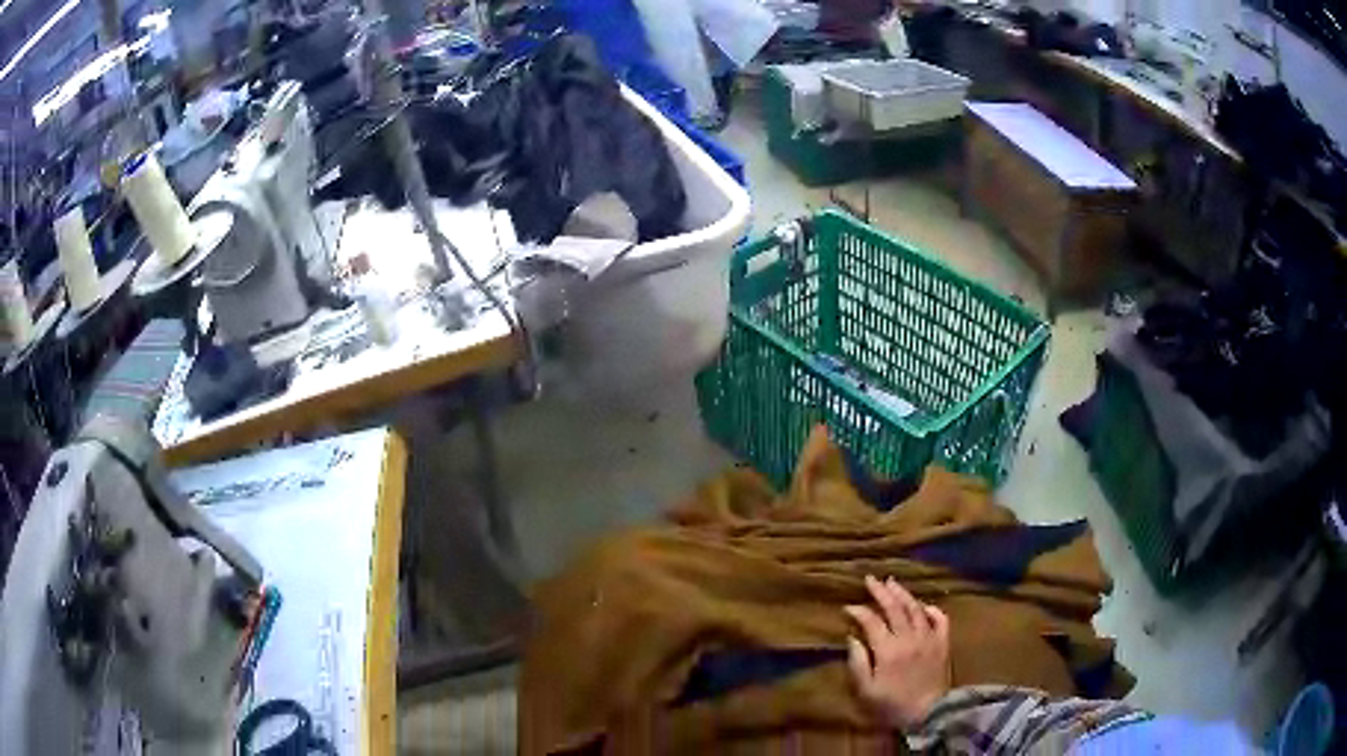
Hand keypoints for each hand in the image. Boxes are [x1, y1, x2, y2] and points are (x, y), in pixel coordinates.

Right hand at [845, 575, 950, 731]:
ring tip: (892, 583)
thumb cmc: (892, 705)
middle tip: (870, 579)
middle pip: (895, 608)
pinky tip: (923, 605)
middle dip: (881, 592)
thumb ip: (858, 663)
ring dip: (903, 594)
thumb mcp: (866, 691)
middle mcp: (909, 638)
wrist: (928, 714)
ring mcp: (929, 638)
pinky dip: (931, 609)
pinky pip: (940, 619)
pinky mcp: (943, 643)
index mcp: (888, 650)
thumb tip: (852, 638)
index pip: (871, 622)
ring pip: (916, 608)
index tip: (848, 607)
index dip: (859, 611)